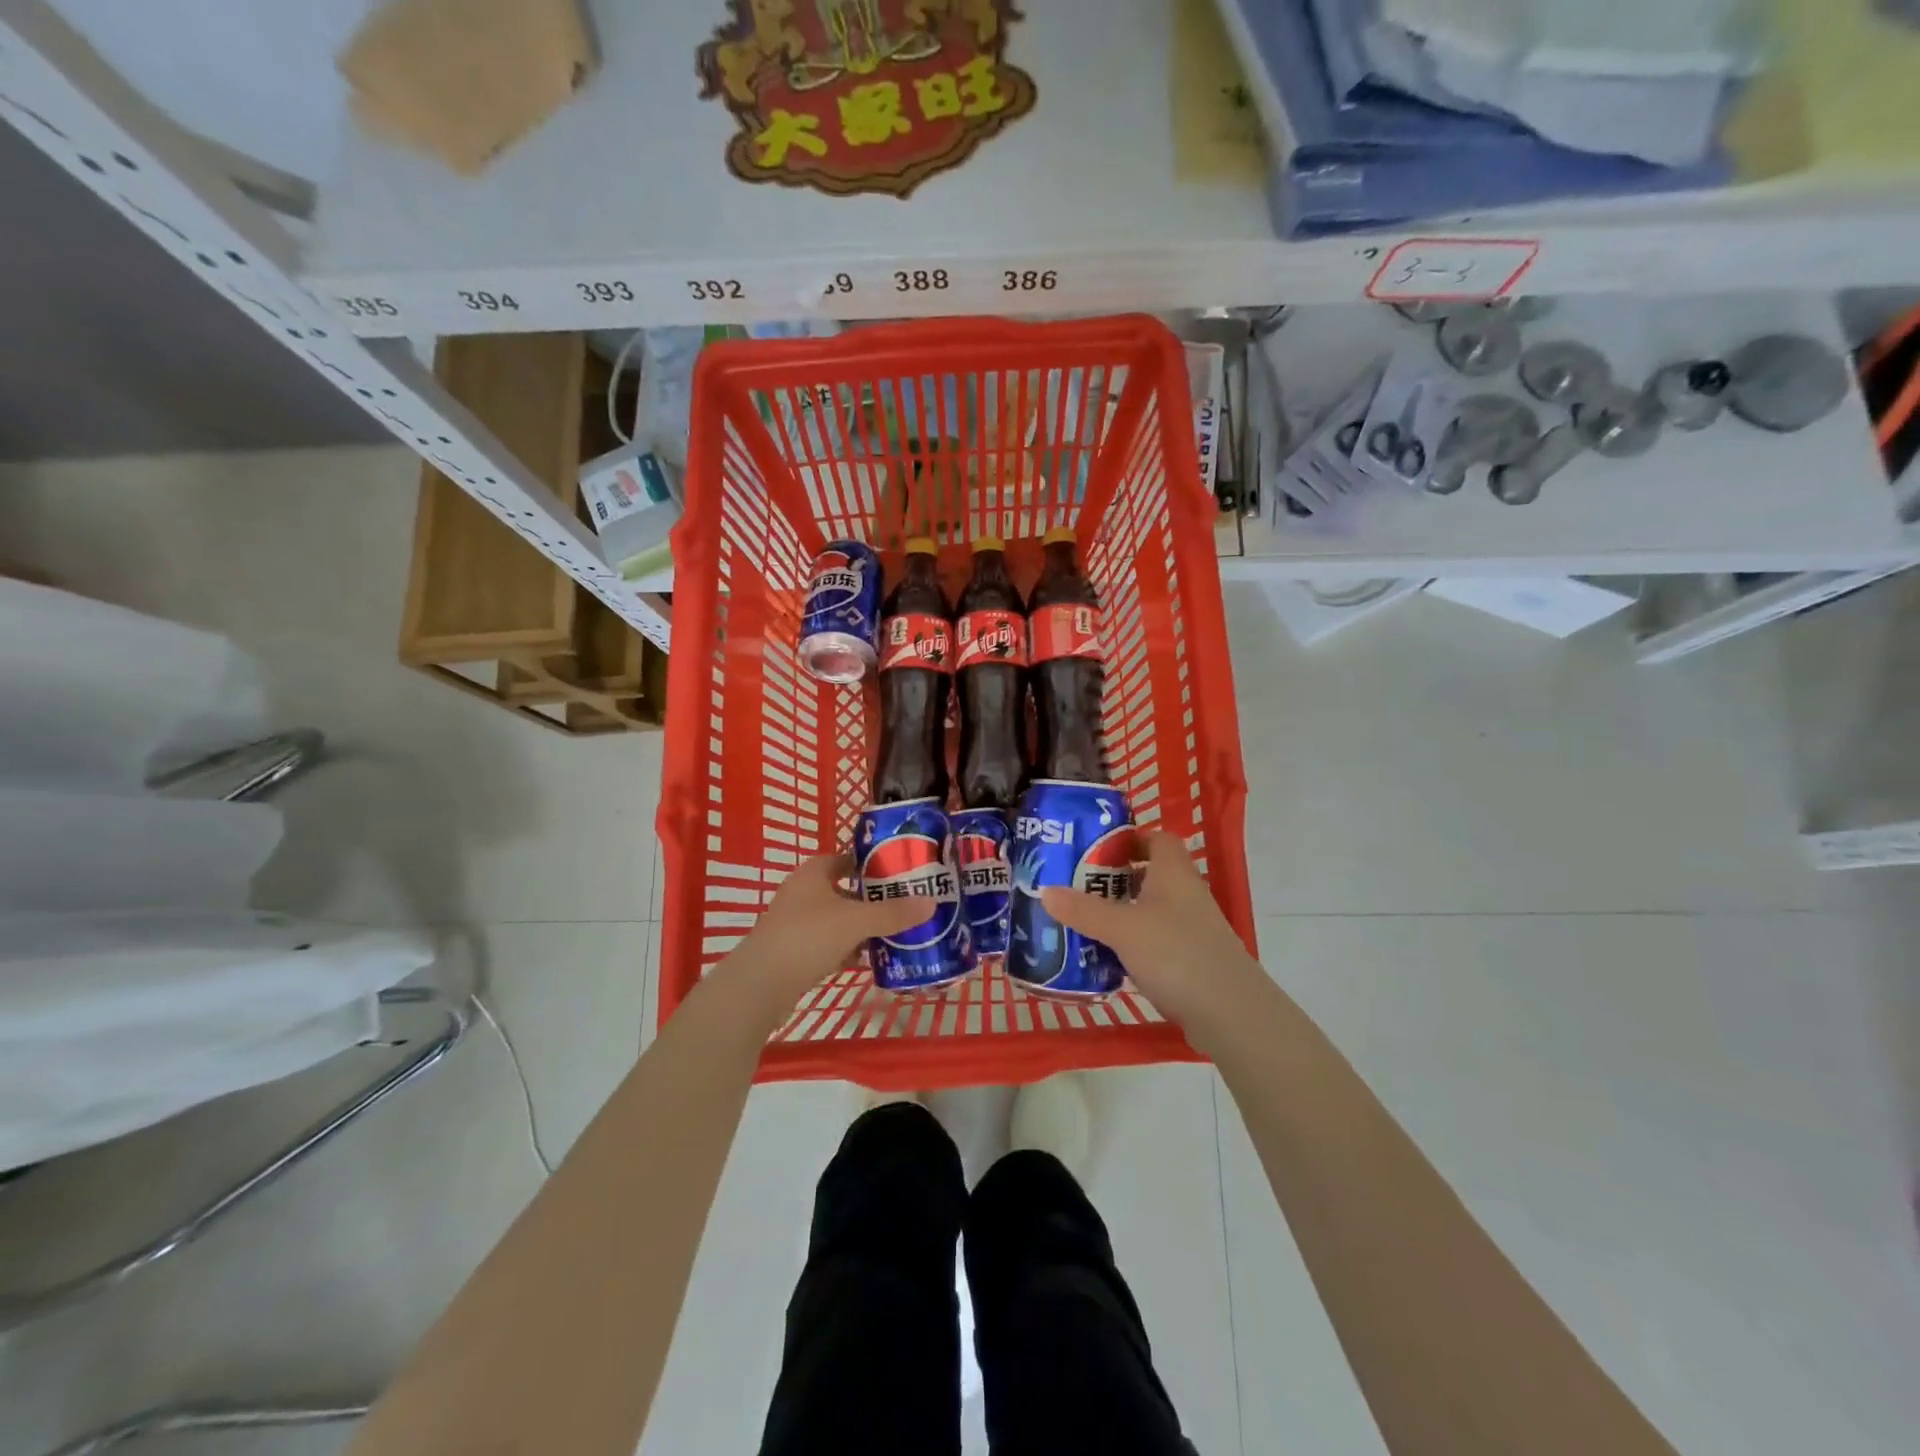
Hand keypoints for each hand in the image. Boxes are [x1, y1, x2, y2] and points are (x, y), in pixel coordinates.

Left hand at [723, 853, 927, 1024]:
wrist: (760, 985)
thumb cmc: (808, 938)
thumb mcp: (856, 922)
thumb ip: (893, 913)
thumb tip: (931, 902)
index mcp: (813, 873)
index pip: (846, 858)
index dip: (871, 863)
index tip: (899, 873)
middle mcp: (802, 893)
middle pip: (844, 890)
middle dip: (871, 899)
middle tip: (904, 905)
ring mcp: (795, 924)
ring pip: (837, 919)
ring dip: (861, 927)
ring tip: (894, 933)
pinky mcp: (793, 952)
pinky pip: (828, 944)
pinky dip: (847, 949)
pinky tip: (868, 960)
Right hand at [1039, 830, 1259, 1036]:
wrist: (1230, 1013)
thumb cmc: (1176, 954)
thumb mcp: (1122, 929)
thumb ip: (1083, 910)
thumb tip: (1045, 890)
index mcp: (1173, 873)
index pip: (1157, 838)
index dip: (1129, 839)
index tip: (1095, 850)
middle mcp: (1185, 894)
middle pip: (1148, 874)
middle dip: (1113, 879)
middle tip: (1076, 886)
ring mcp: (1190, 929)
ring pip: (1149, 910)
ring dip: (1119, 913)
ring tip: (1081, 921)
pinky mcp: (1190, 960)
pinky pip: (1153, 941)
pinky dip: (1130, 944)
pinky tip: (1105, 957)